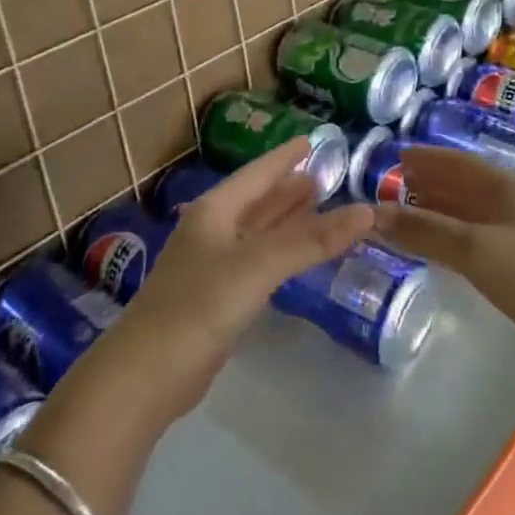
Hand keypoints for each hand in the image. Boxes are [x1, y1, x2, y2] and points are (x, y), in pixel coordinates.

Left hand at [113, 139, 376, 418]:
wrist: (147, 375)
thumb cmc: (199, 305)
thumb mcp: (258, 265)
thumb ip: (311, 240)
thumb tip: (367, 212)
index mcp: (215, 210)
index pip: (258, 172)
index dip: (285, 156)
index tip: (313, 139)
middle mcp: (213, 230)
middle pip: (258, 200)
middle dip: (289, 187)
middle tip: (326, 174)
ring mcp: (213, 265)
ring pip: (258, 231)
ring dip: (286, 217)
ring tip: (318, 203)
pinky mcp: (217, 297)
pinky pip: (258, 260)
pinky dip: (281, 250)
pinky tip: (297, 255)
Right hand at [378, 146, 514, 385]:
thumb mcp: (475, 250)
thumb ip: (425, 231)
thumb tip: (374, 214)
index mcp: (506, 186)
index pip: (457, 162)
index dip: (425, 158)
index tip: (395, 156)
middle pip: (465, 185)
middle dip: (430, 183)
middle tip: (393, 185)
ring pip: (474, 212)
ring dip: (442, 210)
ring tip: (410, 213)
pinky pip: (483, 237)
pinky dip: (457, 236)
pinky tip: (446, 249)